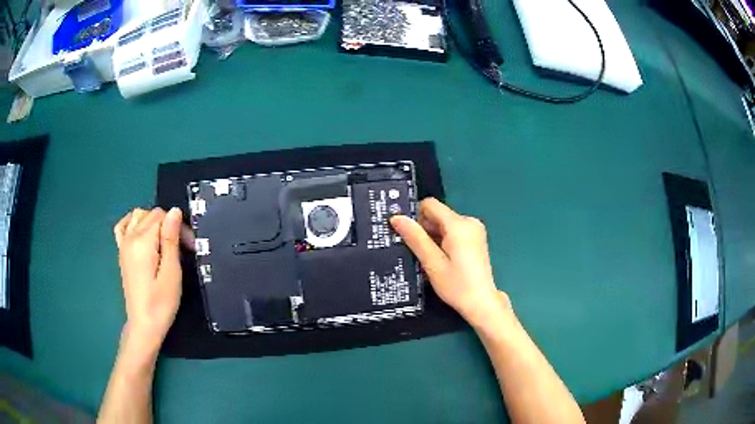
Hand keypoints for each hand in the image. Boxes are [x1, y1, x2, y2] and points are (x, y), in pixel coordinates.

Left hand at [114, 207, 183, 349]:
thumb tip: (175, 211)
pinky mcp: (121, 251)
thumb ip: (171, 240)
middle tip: (182, 247)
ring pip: (138, 215)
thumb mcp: (171, 273)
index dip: (178, 226)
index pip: (163, 216)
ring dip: (153, 222)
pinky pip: (123, 225)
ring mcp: (123, 243)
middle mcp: (130, 237)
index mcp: (142, 242)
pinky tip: (141, 231)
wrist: (144, 325)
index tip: (189, 246)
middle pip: (151, 214)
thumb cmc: (161, 303)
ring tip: (164, 241)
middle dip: (169, 224)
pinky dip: (133, 222)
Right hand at [390, 198, 509, 326]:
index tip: (405, 234)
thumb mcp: (432, 263)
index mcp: (459, 224)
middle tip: (413, 251)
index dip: (415, 216)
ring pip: (444, 225)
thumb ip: (415, 238)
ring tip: (426, 259)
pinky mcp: (475, 239)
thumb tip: (396, 217)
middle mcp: (469, 221)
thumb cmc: (457, 285)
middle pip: (437, 215)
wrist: (481, 303)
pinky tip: (438, 260)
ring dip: (432, 238)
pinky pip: (453, 232)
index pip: (430, 205)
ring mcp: (474, 230)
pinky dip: (442, 242)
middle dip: (423, 230)